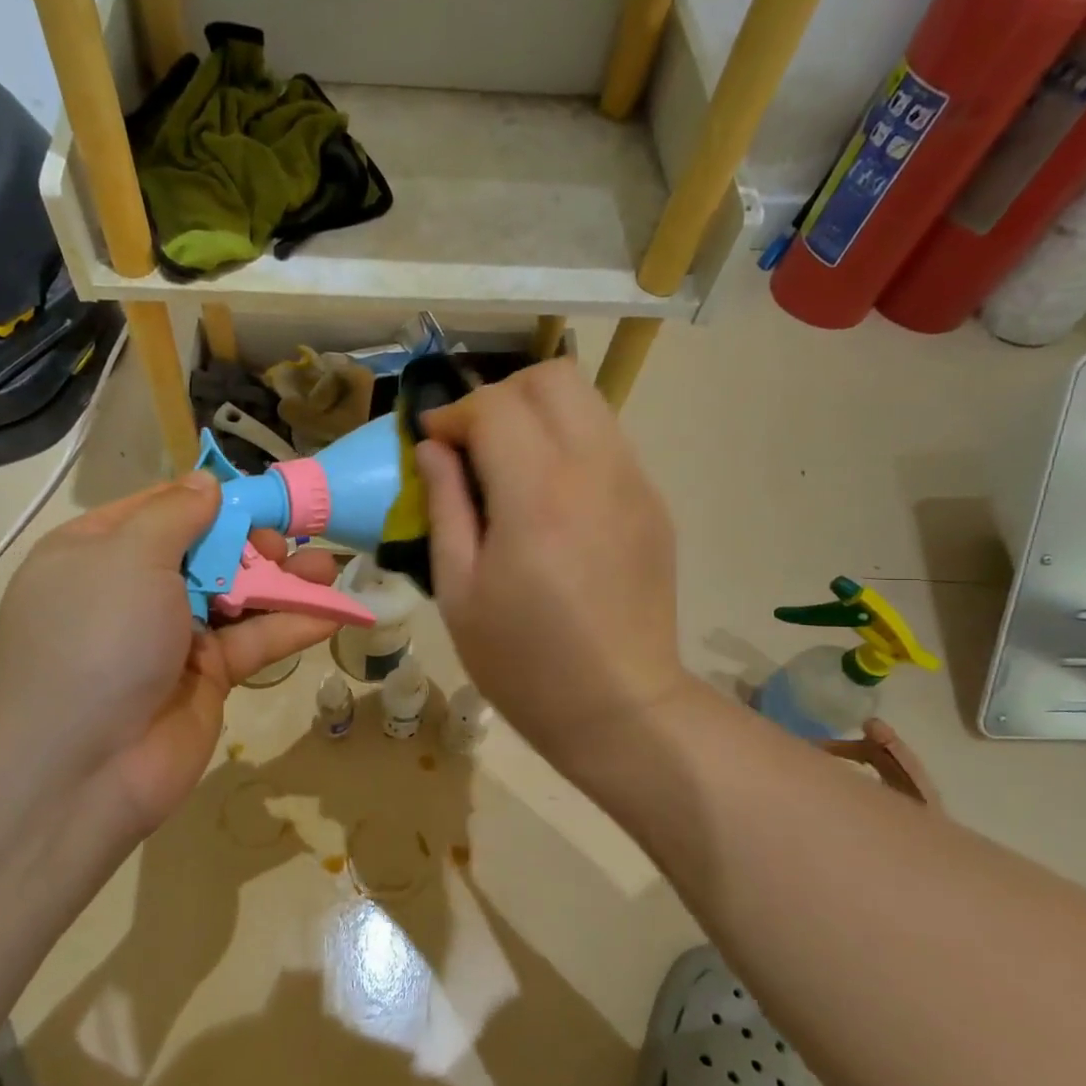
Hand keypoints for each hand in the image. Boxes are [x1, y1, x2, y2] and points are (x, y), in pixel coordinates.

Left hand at [0, 475, 337, 837]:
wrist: (81, 766)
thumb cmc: (97, 638)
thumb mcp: (128, 556)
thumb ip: (176, 515)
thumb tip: (206, 483)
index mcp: (100, 552)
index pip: (162, 510)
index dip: (211, 500)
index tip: (259, 496)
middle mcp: (135, 591)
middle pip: (207, 552)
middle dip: (253, 543)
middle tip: (287, 545)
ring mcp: (173, 637)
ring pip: (238, 597)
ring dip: (283, 582)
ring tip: (326, 569)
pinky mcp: (208, 678)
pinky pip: (254, 642)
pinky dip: (291, 626)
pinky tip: (333, 613)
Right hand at [415, 360, 688, 777]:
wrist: (618, 706)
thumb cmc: (522, 661)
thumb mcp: (459, 591)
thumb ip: (444, 506)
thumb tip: (432, 449)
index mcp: (537, 496)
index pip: (495, 406)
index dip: (454, 414)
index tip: (432, 443)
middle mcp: (595, 470)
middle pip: (552, 379)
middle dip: (500, 396)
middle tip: (472, 445)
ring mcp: (635, 483)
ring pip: (587, 402)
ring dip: (538, 416)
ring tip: (509, 467)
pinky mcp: (653, 503)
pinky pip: (608, 442)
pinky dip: (569, 444)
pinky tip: (550, 497)